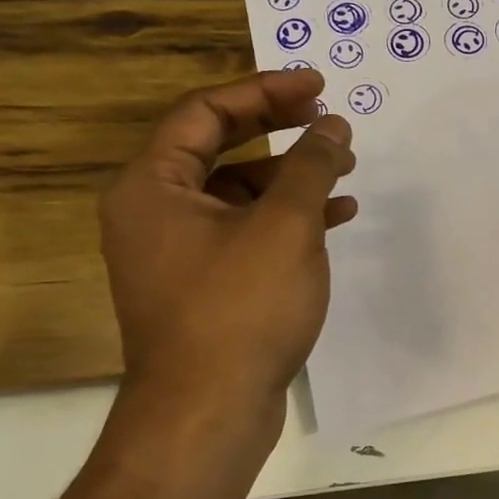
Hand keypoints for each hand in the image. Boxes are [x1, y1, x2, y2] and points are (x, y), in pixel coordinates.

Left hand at [99, 71, 356, 434]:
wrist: (208, 412)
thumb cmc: (240, 307)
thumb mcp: (286, 225)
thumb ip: (310, 165)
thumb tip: (332, 124)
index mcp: (153, 186)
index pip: (205, 112)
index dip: (265, 90)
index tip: (318, 85)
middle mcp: (155, 211)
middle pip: (220, 146)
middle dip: (279, 127)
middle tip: (327, 115)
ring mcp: (178, 250)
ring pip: (239, 190)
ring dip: (292, 174)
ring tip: (344, 169)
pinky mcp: (205, 282)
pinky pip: (247, 229)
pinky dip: (289, 217)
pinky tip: (335, 216)